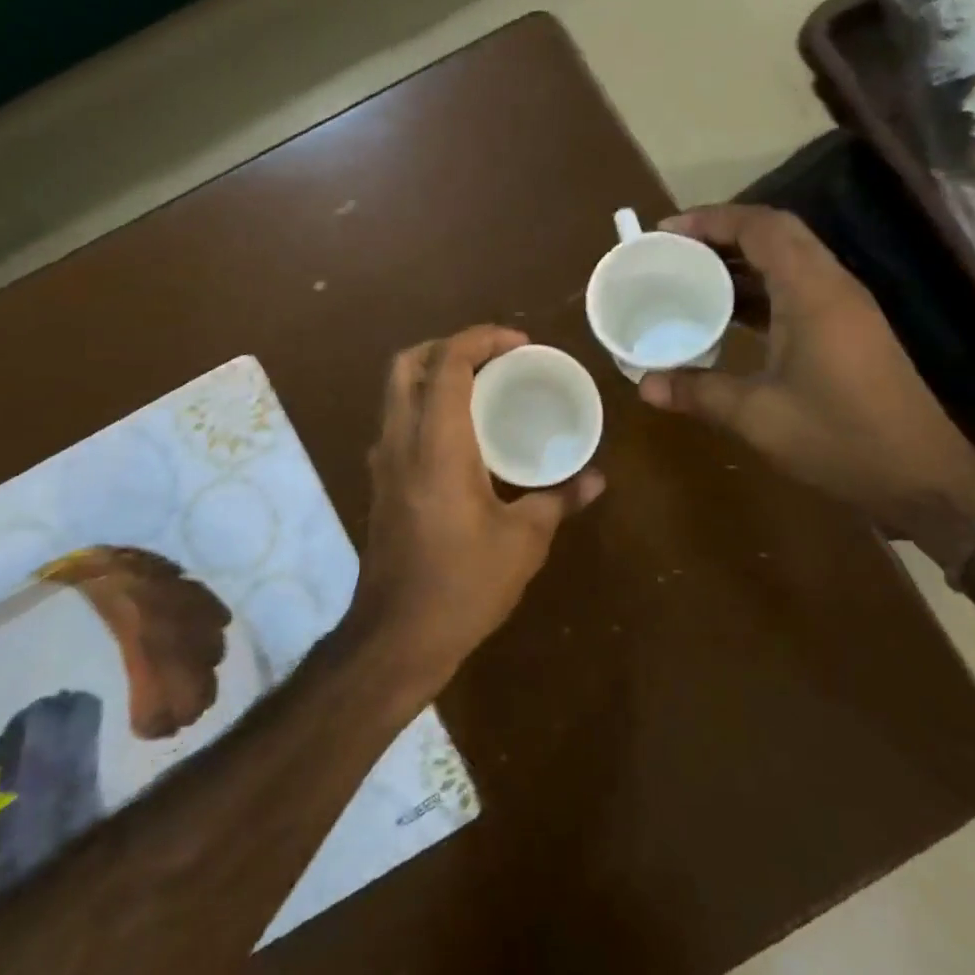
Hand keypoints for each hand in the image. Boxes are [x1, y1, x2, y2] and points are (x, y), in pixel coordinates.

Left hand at [352, 326, 604, 693]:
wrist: (396, 636)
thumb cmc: (463, 585)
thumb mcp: (523, 542)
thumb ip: (559, 500)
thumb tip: (595, 479)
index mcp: (436, 443)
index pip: (447, 362)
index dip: (481, 338)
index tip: (520, 344)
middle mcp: (400, 440)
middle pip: (407, 363)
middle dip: (447, 345)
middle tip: (493, 357)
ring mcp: (383, 461)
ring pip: (396, 391)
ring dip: (433, 373)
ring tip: (480, 386)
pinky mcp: (379, 482)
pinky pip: (396, 421)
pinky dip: (424, 405)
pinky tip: (460, 434)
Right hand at [639, 205, 974, 534]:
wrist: (924, 479)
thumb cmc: (842, 440)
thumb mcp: (759, 418)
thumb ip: (699, 393)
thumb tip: (644, 385)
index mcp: (813, 293)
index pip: (761, 227)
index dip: (711, 219)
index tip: (665, 231)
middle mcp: (831, 287)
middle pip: (775, 234)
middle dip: (721, 233)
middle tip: (672, 249)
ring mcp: (843, 308)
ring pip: (787, 260)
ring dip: (739, 260)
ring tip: (688, 274)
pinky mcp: (846, 330)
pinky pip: (794, 288)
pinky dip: (756, 288)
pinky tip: (724, 314)